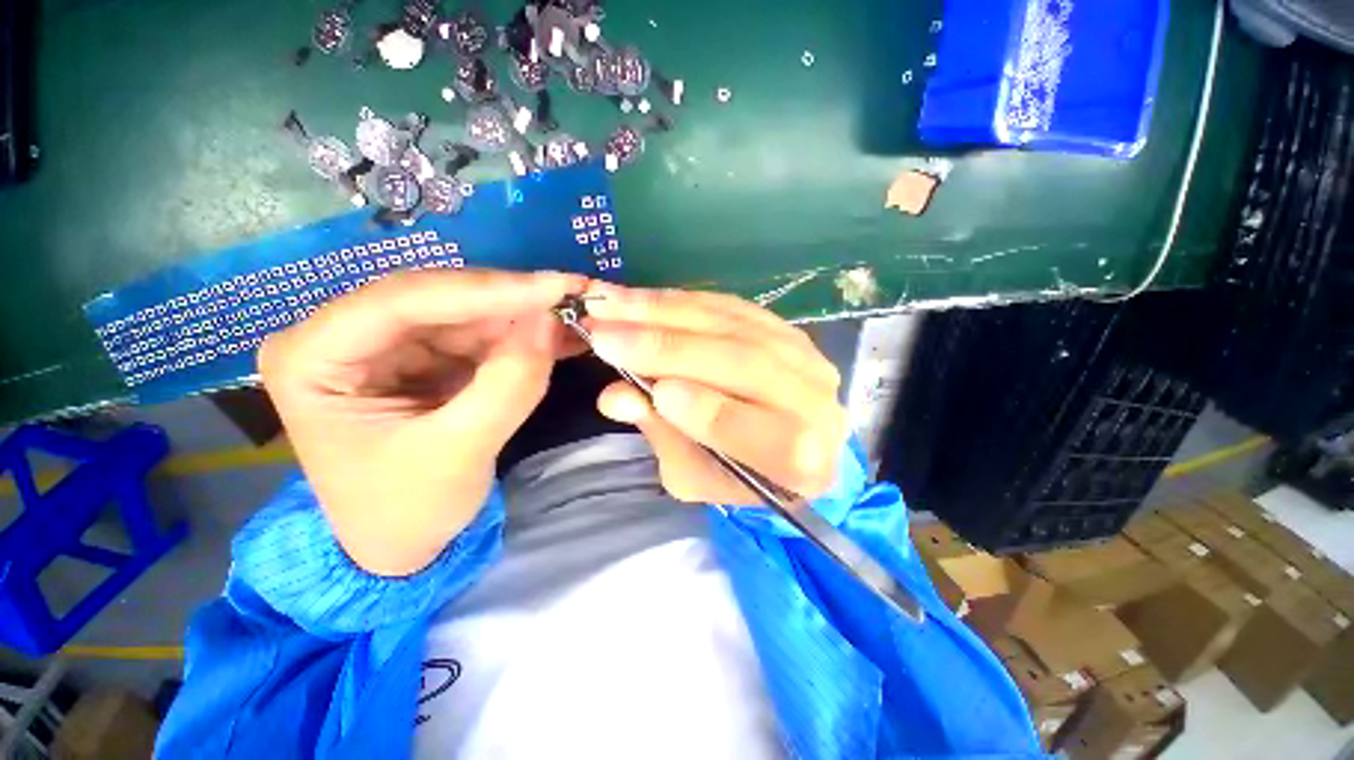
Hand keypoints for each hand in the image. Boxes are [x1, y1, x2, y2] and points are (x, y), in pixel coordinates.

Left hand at [259, 269, 584, 575]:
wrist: (402, 543)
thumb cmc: (408, 510)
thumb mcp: (460, 453)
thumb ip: (508, 385)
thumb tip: (549, 320)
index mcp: (312, 359)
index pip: (402, 301)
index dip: (487, 290)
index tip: (555, 287)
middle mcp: (343, 336)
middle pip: (439, 300)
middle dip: (513, 301)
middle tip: (577, 295)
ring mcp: (387, 343)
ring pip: (468, 313)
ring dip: (526, 317)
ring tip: (579, 317)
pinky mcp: (424, 356)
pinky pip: (481, 334)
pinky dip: (524, 335)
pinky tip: (561, 336)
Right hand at [584, 284, 847, 505]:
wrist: (781, 442)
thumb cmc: (734, 473)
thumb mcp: (693, 474)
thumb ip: (662, 435)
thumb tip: (615, 396)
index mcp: (799, 462)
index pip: (756, 431)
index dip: (704, 409)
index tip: (654, 391)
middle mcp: (813, 402)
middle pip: (742, 363)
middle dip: (668, 348)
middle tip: (605, 333)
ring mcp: (804, 357)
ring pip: (732, 326)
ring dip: (665, 312)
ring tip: (612, 304)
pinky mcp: (785, 328)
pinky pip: (731, 307)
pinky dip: (682, 301)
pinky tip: (643, 298)